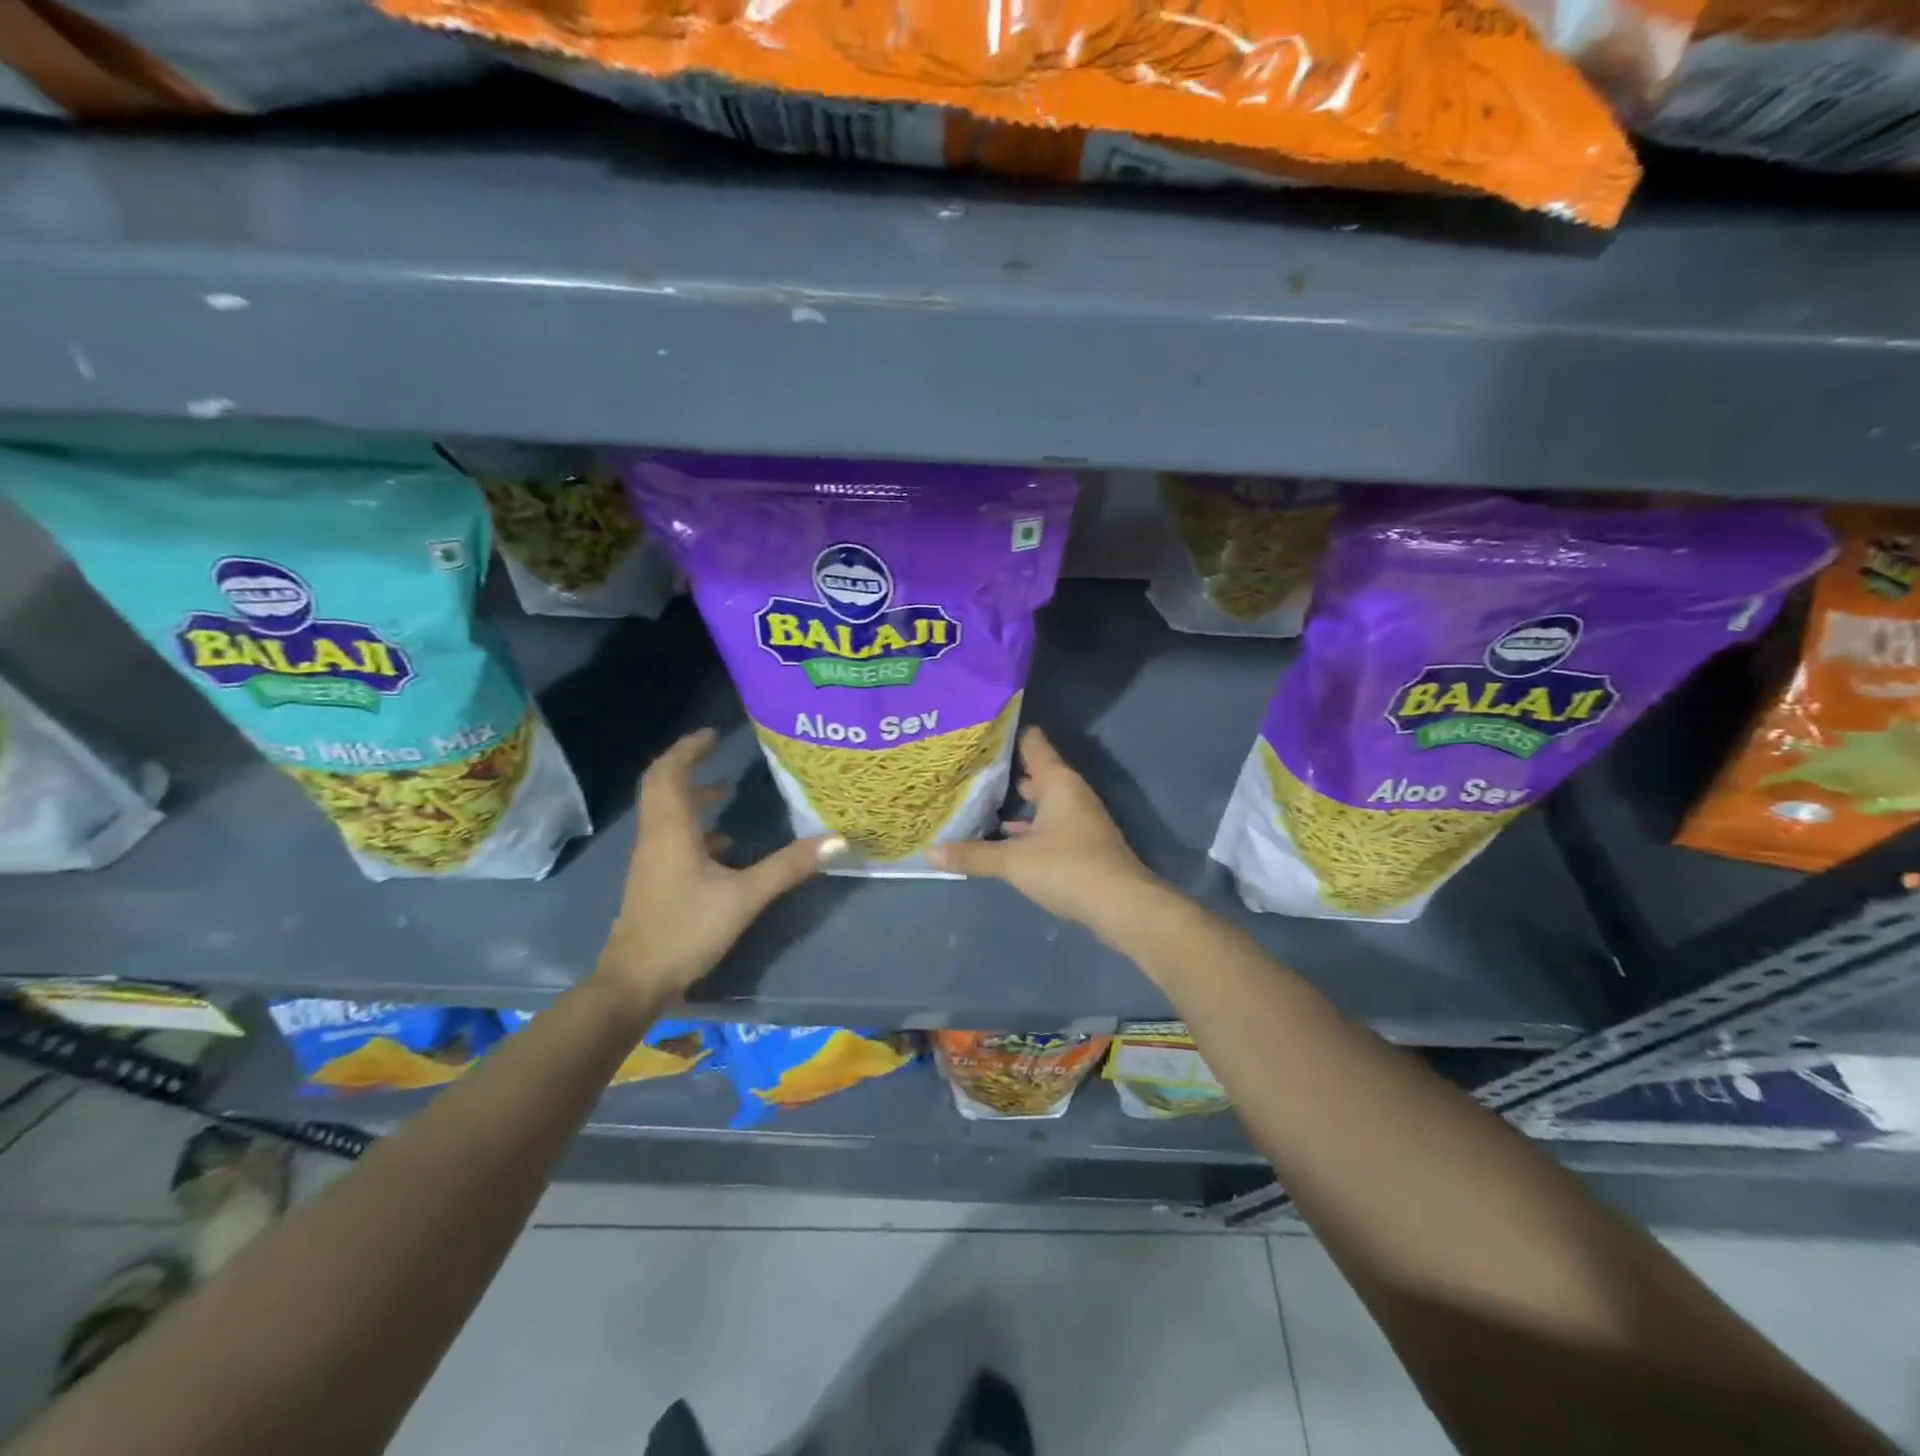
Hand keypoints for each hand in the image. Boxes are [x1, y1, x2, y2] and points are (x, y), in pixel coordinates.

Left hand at [597, 729, 837, 1002]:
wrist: (635, 981)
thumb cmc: (686, 930)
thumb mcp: (744, 897)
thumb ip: (789, 867)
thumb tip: (837, 840)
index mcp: (671, 830)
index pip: (670, 773)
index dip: (688, 749)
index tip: (712, 734)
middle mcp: (656, 837)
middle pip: (661, 786)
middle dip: (687, 764)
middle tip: (715, 750)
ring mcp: (651, 860)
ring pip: (666, 812)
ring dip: (692, 795)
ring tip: (726, 789)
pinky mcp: (654, 880)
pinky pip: (671, 837)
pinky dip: (694, 827)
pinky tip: (724, 846)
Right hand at [927, 726, 1160, 934]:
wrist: (1121, 906)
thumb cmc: (1067, 867)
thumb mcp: (1013, 861)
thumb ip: (973, 855)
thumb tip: (930, 853)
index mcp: (1058, 782)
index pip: (1034, 744)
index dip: (1009, 735)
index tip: (981, 729)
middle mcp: (1071, 794)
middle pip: (1037, 772)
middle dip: (1007, 770)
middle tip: (971, 764)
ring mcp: (1079, 820)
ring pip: (1043, 801)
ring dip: (1018, 801)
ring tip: (980, 797)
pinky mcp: (1080, 845)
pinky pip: (1047, 824)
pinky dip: (1028, 827)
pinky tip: (1006, 836)